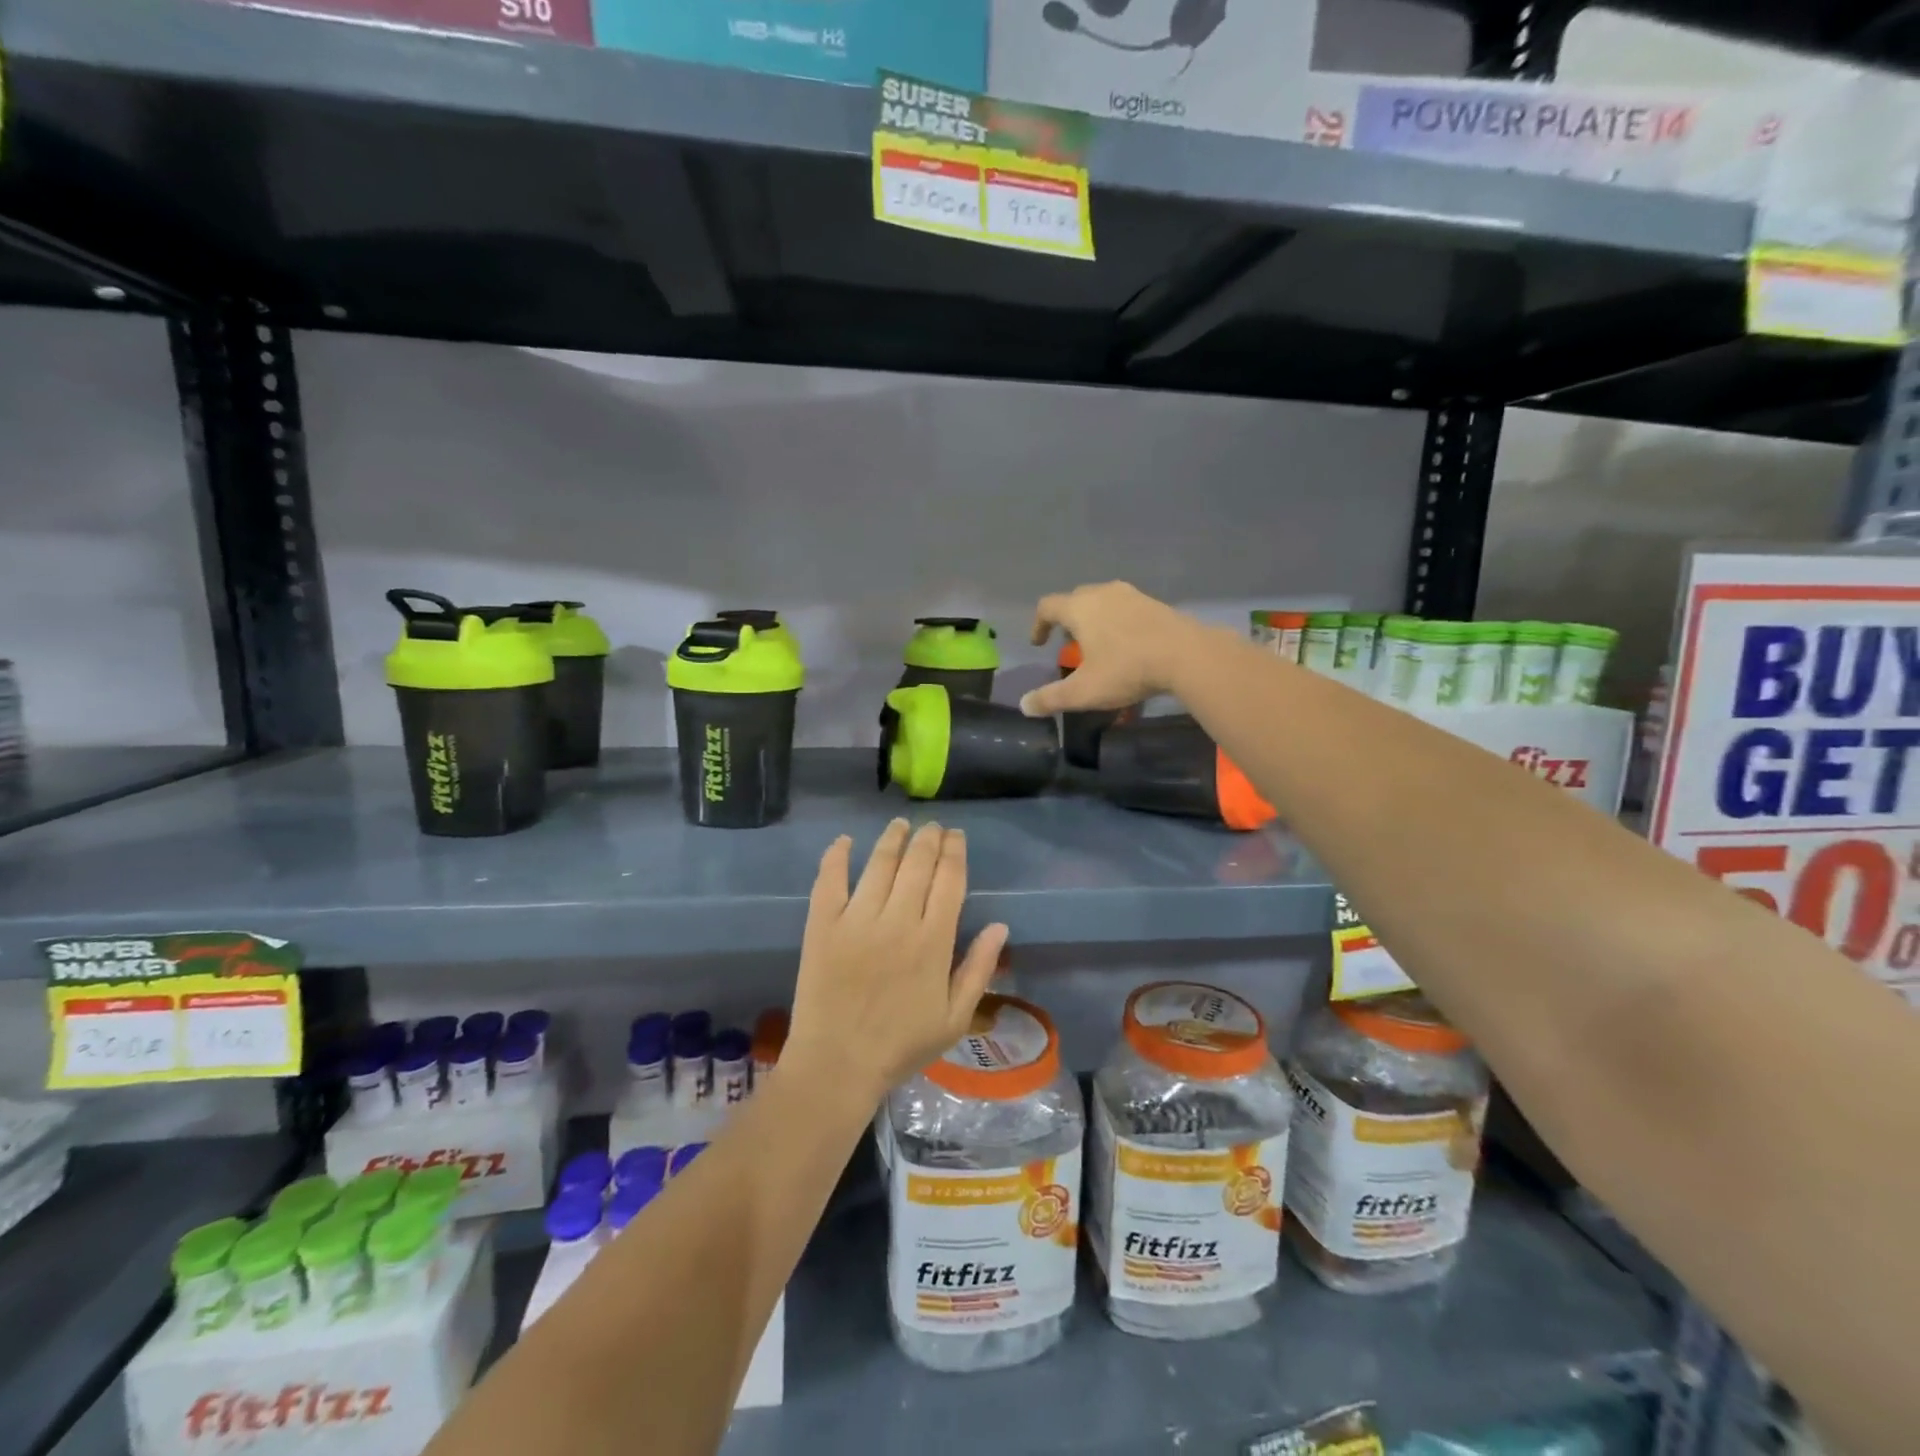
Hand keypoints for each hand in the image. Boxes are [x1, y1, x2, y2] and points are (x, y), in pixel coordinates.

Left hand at [785, 820, 1008, 1108]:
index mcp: (933, 941)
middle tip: (932, 827)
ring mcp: (857, 920)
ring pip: (879, 863)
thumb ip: (979, 969)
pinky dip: (837, 856)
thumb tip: (999, 926)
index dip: (954, 852)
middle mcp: (898, 920)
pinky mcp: (823, 925)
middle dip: (929, 838)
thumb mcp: (955, 1018)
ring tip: (900, 825)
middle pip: (917, 863)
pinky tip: (844, 841)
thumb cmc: (901, 1046)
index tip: (956, 836)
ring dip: (893, 838)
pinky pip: (830, 880)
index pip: (949, 880)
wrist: (837, 1065)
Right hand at [1019, 581, 1204, 716]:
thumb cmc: (1127, 669)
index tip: (1039, 643)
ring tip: (1099, 646)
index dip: (1038, 624)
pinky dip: (1119, 623)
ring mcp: (1132, 596)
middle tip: (1069, 645)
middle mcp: (1103, 593)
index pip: (1047, 606)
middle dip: (1068, 621)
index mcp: (1080, 608)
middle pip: (1076, 599)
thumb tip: (1024, 706)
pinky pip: (1127, 609)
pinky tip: (1128, 646)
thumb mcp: (1084, 692)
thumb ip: (1051, 698)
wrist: (1187, 656)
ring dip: (1095, 620)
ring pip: (1103, 602)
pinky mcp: (1156, 604)